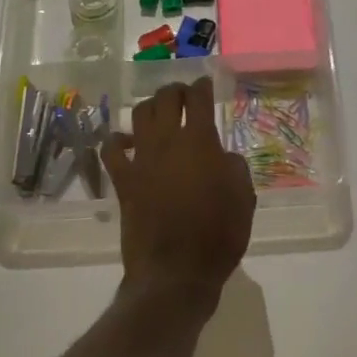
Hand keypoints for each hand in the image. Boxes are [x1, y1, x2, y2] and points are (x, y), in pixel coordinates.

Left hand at [103, 78, 255, 314]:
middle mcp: (167, 141)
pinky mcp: (123, 180)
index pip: (198, 98)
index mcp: (200, 141)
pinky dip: (118, 140)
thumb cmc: (218, 235)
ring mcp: (141, 159)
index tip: (204, 83)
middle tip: (183, 95)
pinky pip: (112, 150)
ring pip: (139, 115)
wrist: (175, 272)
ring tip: (158, 111)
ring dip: (150, 107)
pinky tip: (126, 141)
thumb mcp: (244, 197)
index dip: (201, 86)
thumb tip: (222, 156)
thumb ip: (234, 167)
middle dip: (175, 90)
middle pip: (165, 98)